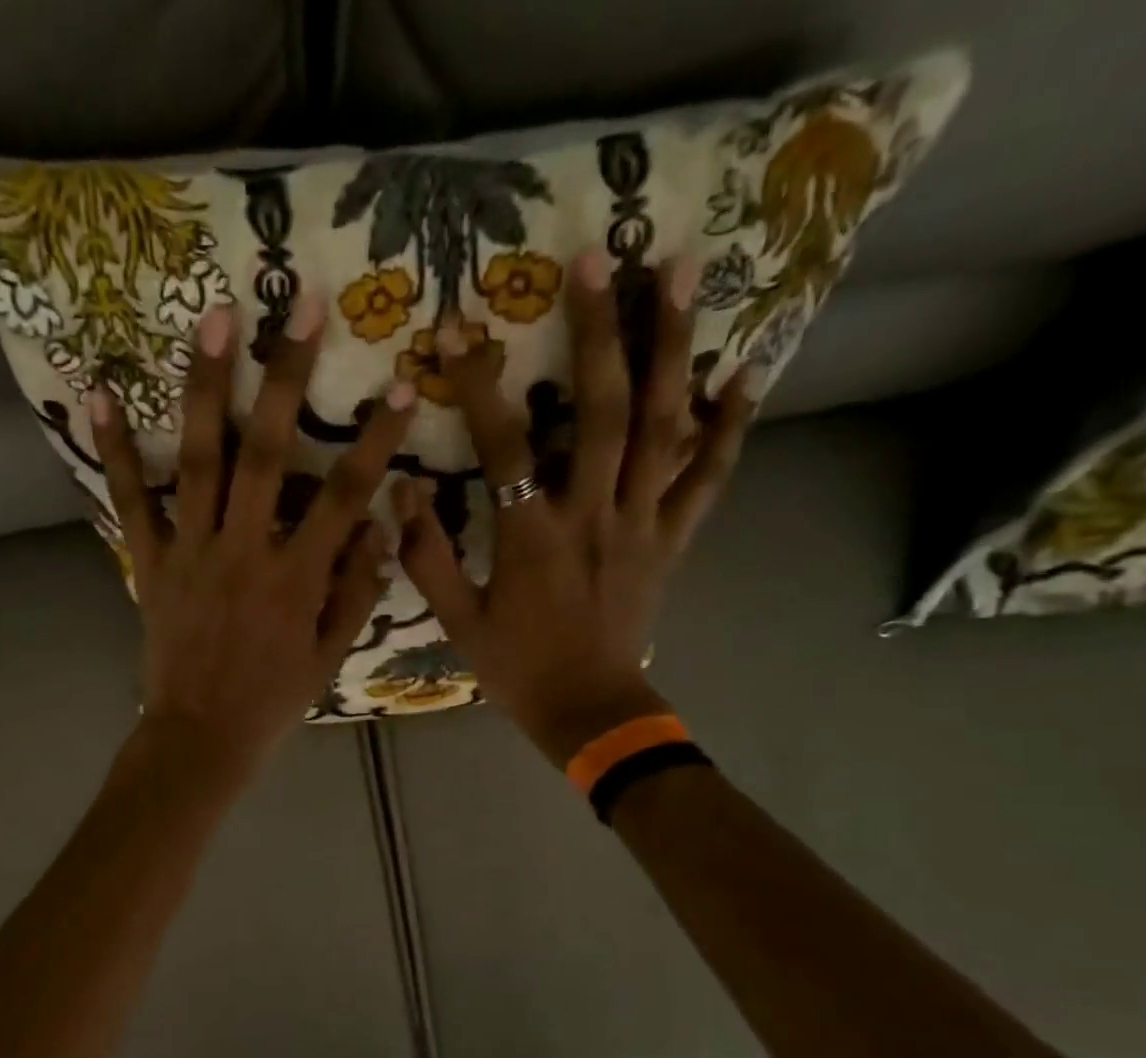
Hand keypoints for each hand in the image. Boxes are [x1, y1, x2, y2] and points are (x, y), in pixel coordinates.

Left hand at [92, 298, 414, 785]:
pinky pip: (133, 503)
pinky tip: (99, 393)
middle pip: (270, 453)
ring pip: (202, 460)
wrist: (201, 739)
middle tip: (298, 303)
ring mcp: (193, 553)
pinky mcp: (151, 564)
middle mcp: (246, 551)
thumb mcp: (330, 656)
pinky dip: (118, 451)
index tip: (399, 384)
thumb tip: (384, 527)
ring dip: (208, 386)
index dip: (376, 438)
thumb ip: (357, 590)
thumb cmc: (273, 701)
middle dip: (287, 375)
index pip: (348, 496)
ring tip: (213, 317)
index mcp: (298, 578)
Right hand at [395, 250, 756, 766]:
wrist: (589, 712)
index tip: (457, 331)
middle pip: (603, 412)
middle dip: (599, 332)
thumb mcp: (458, 623)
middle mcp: (594, 516)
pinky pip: (707, 478)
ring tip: (682, 271)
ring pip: (664, 427)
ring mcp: (642, 524)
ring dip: (672, 348)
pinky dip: (727, 426)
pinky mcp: (672, 540)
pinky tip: (743, 373)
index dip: (478, 387)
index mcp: (533, 539)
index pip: (503, 448)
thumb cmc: (518, 669)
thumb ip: (427, 558)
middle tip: (600, 257)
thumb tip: (402, 492)